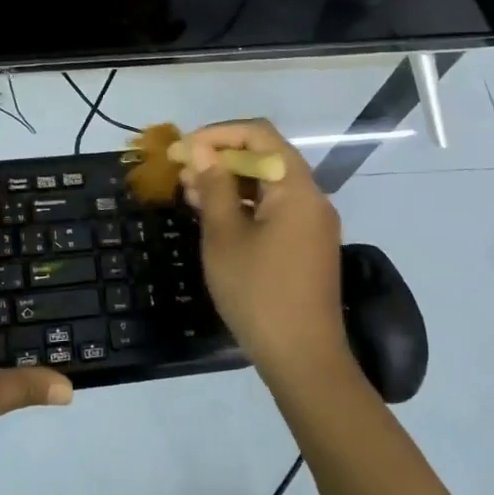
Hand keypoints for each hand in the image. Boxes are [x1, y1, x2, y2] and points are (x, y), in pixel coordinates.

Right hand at [180, 119, 348, 381]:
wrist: (303, 360)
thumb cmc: (259, 293)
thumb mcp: (225, 236)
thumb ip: (213, 186)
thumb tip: (199, 150)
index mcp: (296, 188)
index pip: (259, 134)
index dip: (218, 134)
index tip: (183, 150)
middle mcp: (311, 198)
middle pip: (265, 156)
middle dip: (221, 158)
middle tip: (181, 172)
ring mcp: (311, 223)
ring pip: (268, 184)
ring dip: (229, 182)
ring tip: (189, 192)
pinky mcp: (306, 246)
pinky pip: (274, 209)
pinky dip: (244, 205)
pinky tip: (213, 216)